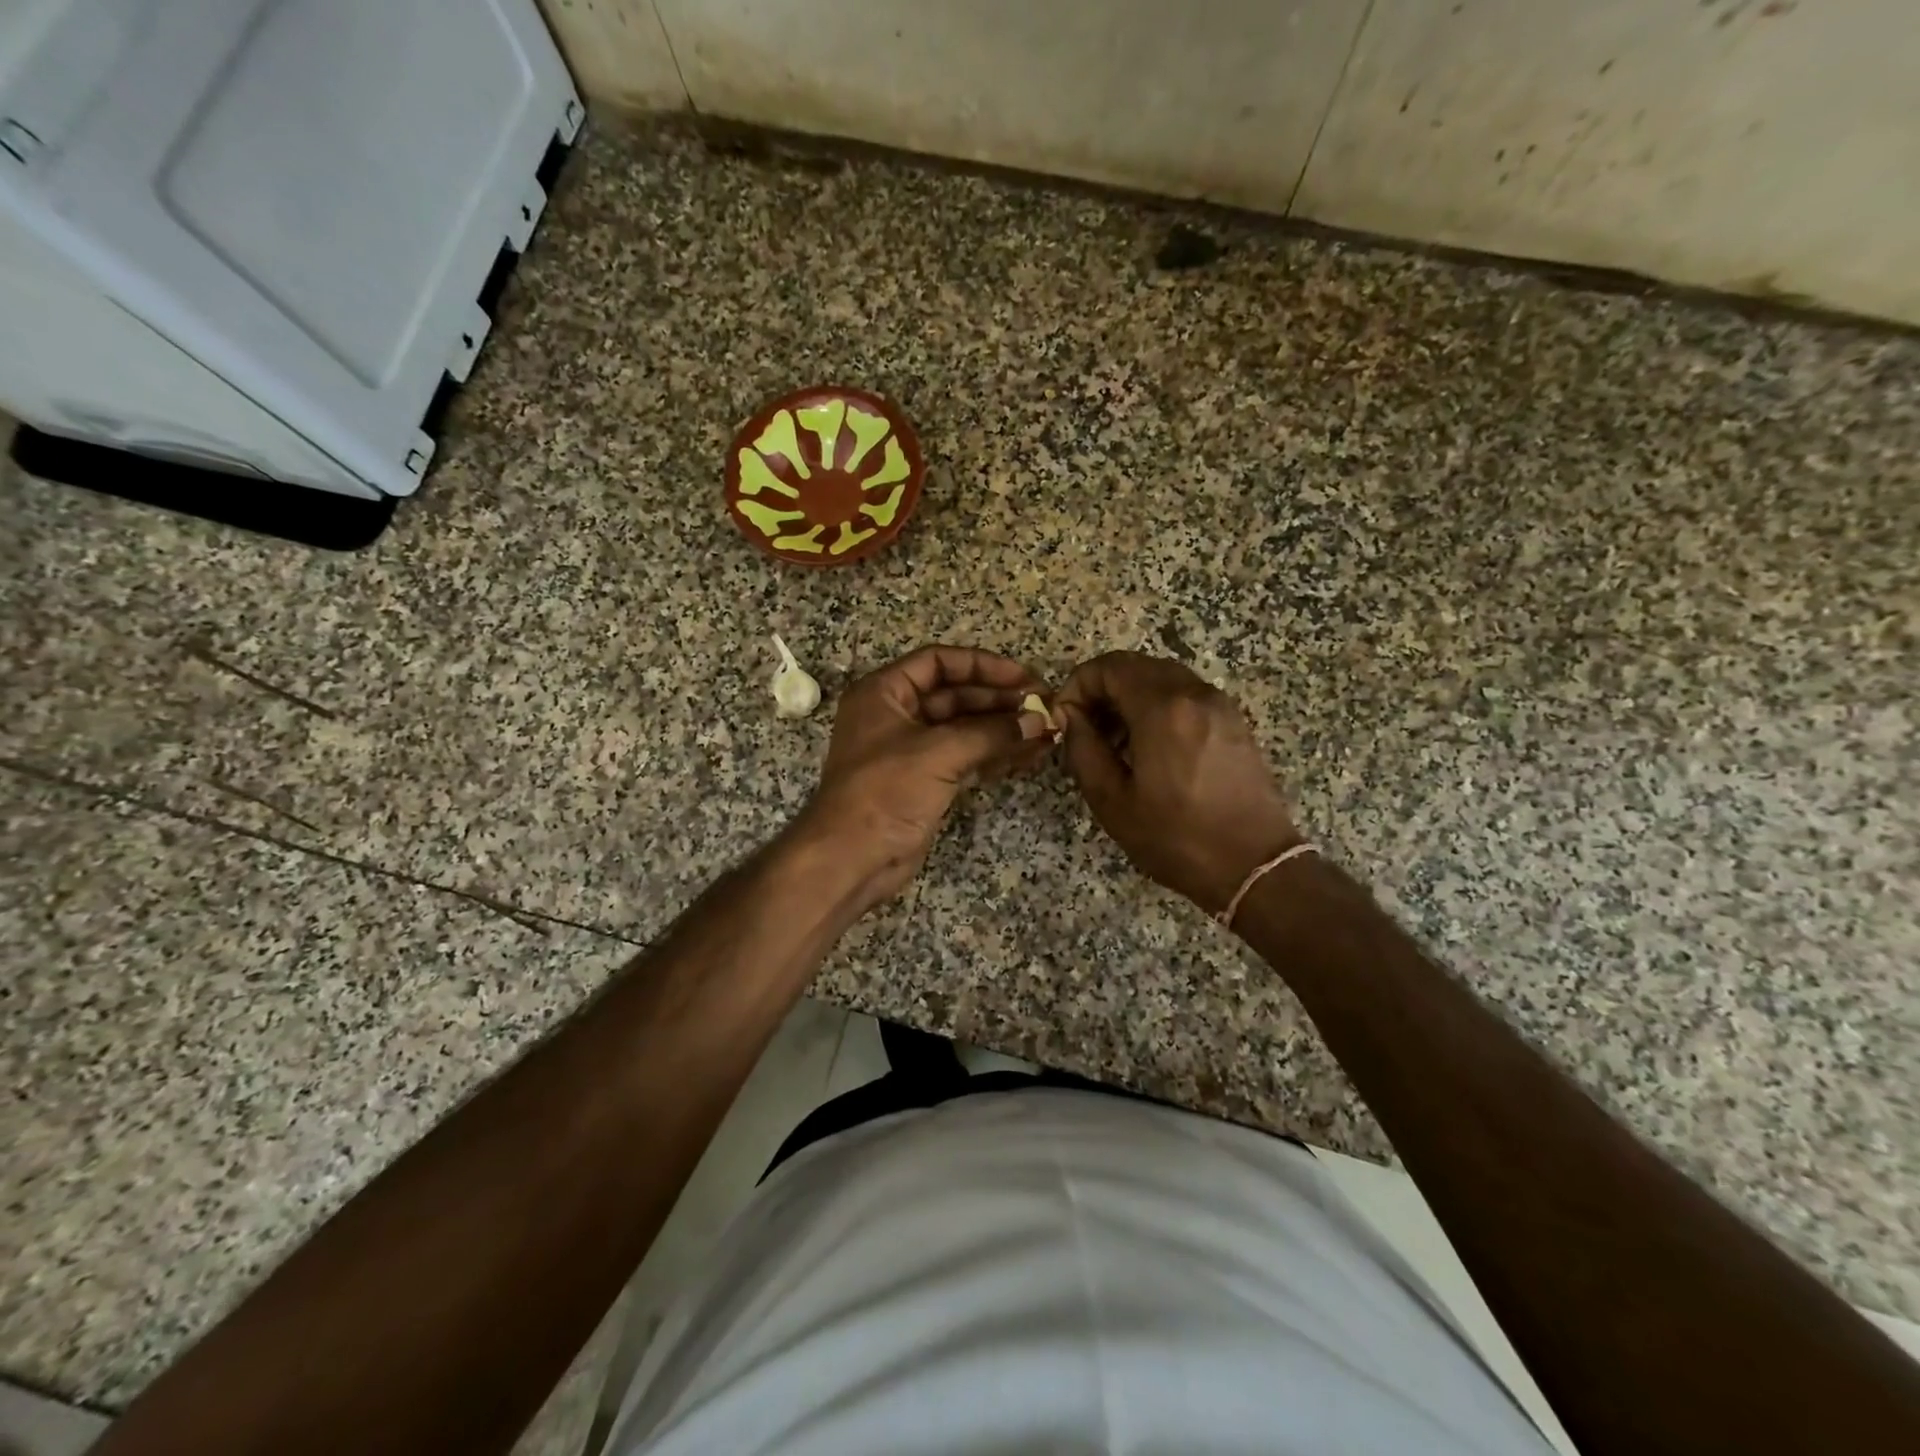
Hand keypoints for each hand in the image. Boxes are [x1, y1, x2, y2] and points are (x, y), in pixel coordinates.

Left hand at [797, 645, 1052, 907]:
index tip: (1023, 677)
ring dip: (1003, 728)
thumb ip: (990, 733)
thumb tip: (1039, 721)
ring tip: (1047, 730)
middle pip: (955, 694)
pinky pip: (966, 757)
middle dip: (999, 699)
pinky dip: (996, 754)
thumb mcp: (938, 753)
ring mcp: (912, 750)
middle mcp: (897, 715)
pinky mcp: (926, 781)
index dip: (982, 665)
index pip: (938, 663)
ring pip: (965, 728)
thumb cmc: (885, 792)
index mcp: (884, 693)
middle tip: (1043, 706)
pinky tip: (1030, 753)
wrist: (853, 859)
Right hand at [1057, 652, 1301, 913]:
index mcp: (1162, 709)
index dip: (1078, 685)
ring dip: (1130, 698)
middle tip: (1086, 730)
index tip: (1066, 719)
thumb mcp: (1111, 800)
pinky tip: (1150, 748)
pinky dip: (1158, 707)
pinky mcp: (1233, 721)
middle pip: (1135, 666)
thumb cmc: (1176, 838)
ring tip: (1115, 743)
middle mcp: (1193, 693)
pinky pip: (1185, 696)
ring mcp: (1219, 705)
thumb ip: (1083, 748)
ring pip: (1162, 678)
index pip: (1108, 667)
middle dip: (1102, 690)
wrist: (1254, 866)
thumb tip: (1070, 716)